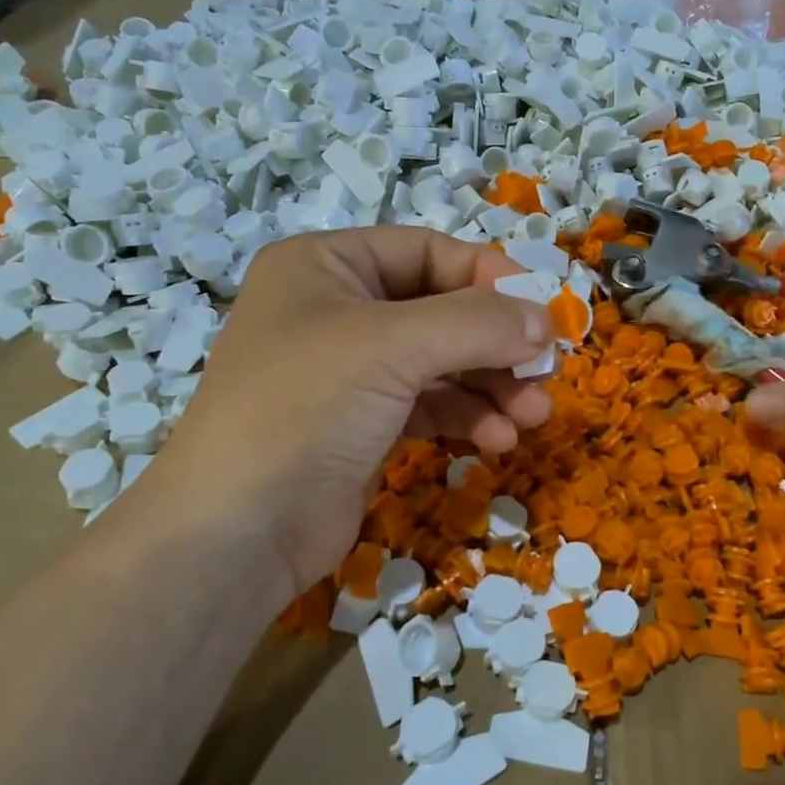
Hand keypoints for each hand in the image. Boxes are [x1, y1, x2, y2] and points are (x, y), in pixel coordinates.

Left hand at [126, 229, 553, 599]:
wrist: (237, 531)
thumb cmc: (305, 408)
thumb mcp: (394, 347)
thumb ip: (477, 323)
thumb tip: (546, 320)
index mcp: (327, 266)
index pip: (428, 252)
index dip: (489, 277)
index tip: (542, 312)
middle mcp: (337, 310)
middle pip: (442, 311)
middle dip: (497, 344)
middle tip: (546, 372)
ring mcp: (350, 372)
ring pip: (443, 363)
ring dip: (491, 386)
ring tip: (531, 416)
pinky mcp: (363, 425)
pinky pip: (430, 405)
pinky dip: (467, 417)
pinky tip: (497, 440)